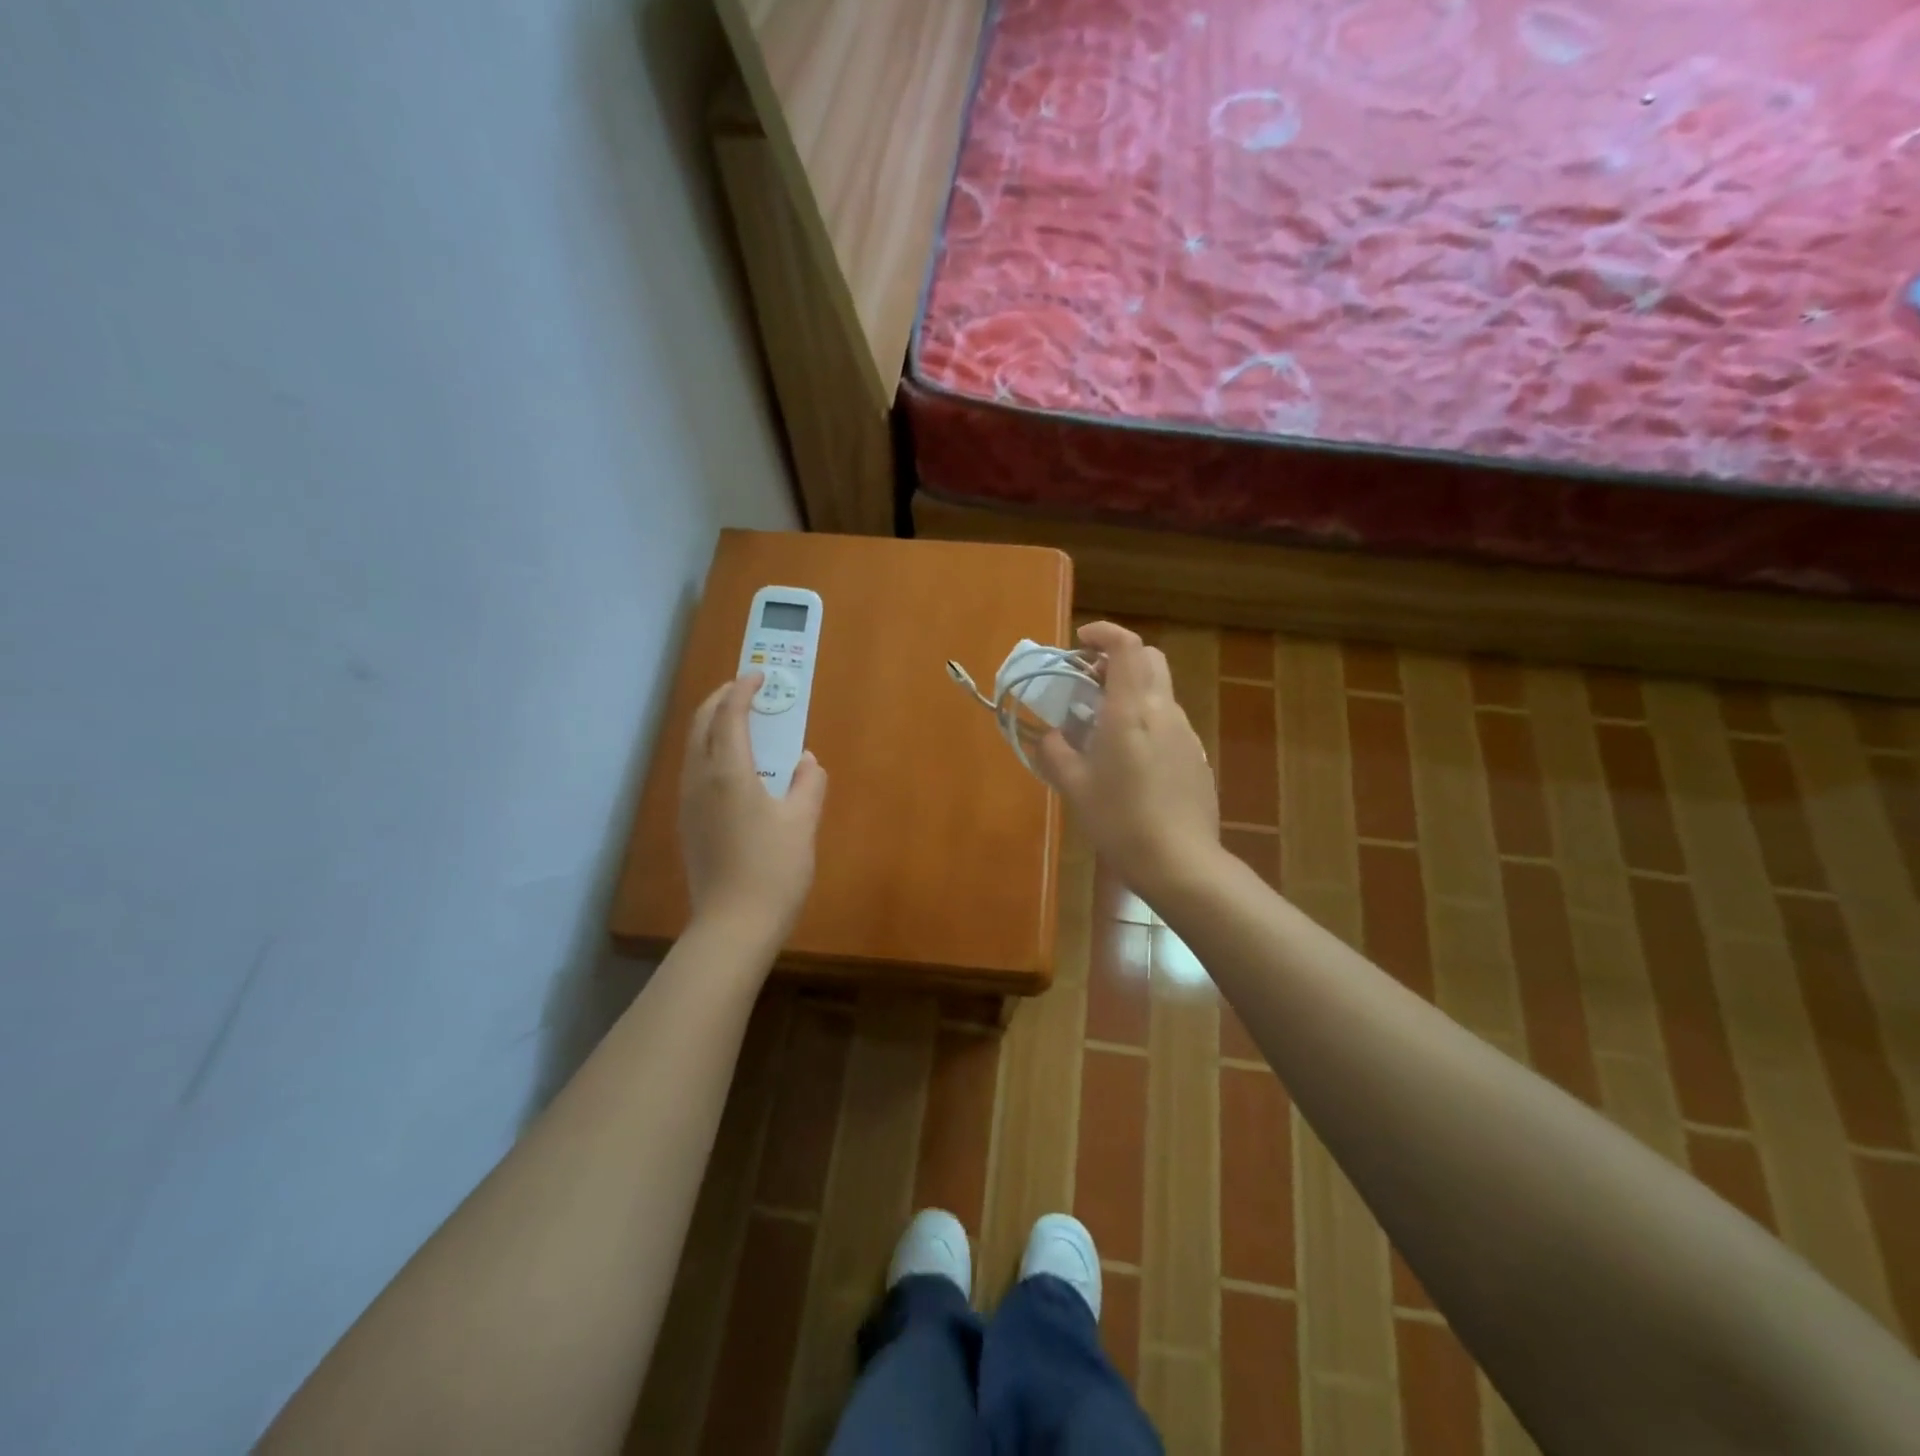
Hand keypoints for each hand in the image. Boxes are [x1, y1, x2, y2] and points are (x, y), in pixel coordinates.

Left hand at [678, 672, 827, 946]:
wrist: (733, 926)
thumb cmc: (773, 870)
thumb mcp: (802, 824)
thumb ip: (807, 785)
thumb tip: (807, 762)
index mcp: (729, 773)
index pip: (730, 716)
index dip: (743, 691)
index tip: (759, 675)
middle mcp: (700, 781)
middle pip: (701, 725)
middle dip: (720, 701)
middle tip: (745, 690)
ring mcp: (689, 804)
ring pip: (693, 748)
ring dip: (712, 725)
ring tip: (738, 721)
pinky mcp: (688, 824)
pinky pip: (694, 770)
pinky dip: (709, 750)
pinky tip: (731, 766)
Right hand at [1035, 622, 1219, 903]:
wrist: (1180, 862)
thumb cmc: (1120, 820)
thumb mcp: (1075, 787)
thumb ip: (1057, 753)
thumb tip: (1052, 735)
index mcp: (1131, 710)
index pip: (1126, 646)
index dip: (1104, 633)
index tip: (1079, 642)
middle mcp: (1164, 712)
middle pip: (1149, 660)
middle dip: (1118, 660)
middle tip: (1089, 683)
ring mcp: (1185, 734)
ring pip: (1159, 693)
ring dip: (1131, 693)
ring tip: (1102, 727)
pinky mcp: (1196, 757)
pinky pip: (1168, 723)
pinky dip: (1146, 721)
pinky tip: (1130, 760)